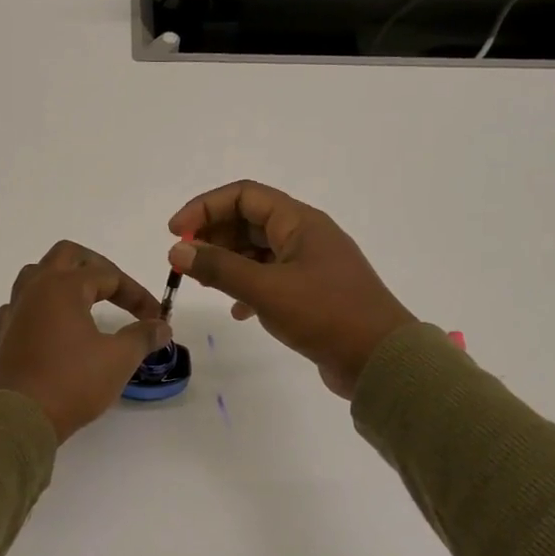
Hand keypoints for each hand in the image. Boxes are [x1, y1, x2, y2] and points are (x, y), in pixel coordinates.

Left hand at [0, 241, 171, 442]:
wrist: (22, 417)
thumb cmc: (72, 382)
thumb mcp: (119, 359)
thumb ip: (143, 336)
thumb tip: (162, 327)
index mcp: (64, 286)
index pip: (109, 275)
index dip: (137, 294)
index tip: (156, 318)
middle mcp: (36, 289)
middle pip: (67, 256)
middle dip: (98, 267)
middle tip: (119, 289)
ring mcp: (17, 310)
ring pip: (37, 274)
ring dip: (64, 279)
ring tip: (85, 299)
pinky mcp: (6, 334)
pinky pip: (21, 305)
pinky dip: (40, 306)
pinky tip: (51, 323)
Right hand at [168, 181, 415, 398]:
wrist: (380, 360)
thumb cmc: (326, 314)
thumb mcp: (266, 289)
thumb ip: (219, 268)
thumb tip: (177, 249)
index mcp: (299, 222)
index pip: (244, 196)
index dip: (205, 207)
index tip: (175, 232)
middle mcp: (305, 236)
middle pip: (249, 221)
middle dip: (214, 236)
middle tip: (185, 260)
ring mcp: (310, 265)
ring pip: (258, 251)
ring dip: (228, 262)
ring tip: (204, 284)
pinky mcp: (312, 293)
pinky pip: (270, 278)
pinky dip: (248, 288)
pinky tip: (238, 312)